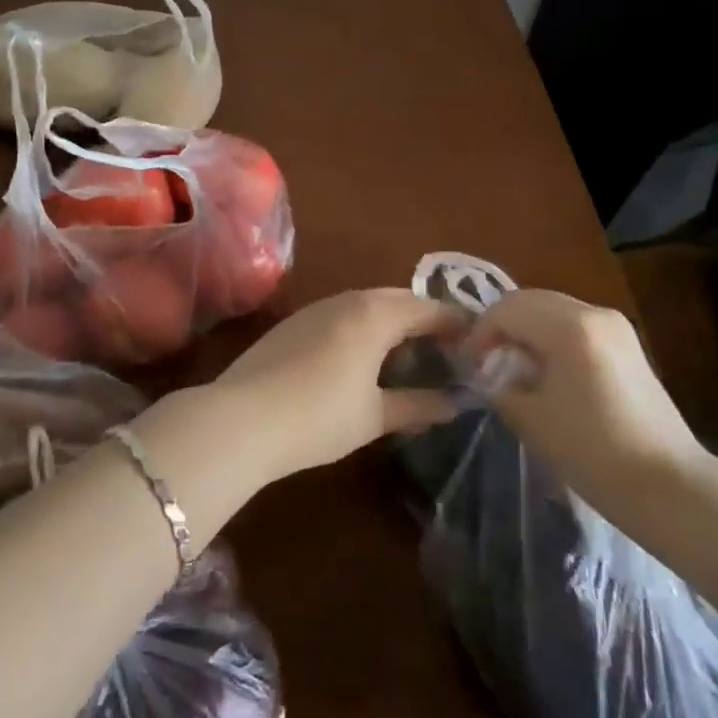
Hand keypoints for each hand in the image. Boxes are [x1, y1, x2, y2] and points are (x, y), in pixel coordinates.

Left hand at [213, 288, 462, 480]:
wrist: (241, 418)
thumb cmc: (319, 417)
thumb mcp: (374, 416)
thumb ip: (417, 405)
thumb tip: (455, 403)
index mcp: (375, 315)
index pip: (427, 309)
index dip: (455, 323)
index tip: (476, 339)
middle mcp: (348, 300)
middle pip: (398, 298)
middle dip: (425, 316)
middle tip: (445, 345)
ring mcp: (317, 308)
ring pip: (367, 302)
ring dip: (393, 319)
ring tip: (409, 351)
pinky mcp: (294, 322)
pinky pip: (343, 312)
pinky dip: (365, 325)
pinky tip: (363, 355)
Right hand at [466, 289, 706, 506]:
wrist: (670, 486)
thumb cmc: (593, 452)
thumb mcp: (531, 418)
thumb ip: (500, 385)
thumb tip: (489, 373)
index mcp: (570, 326)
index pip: (507, 309)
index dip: (480, 333)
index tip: (468, 365)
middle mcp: (594, 312)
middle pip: (531, 301)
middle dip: (501, 326)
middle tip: (484, 361)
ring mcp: (616, 326)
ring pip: (553, 310)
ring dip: (526, 330)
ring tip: (511, 367)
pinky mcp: (627, 345)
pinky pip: (575, 325)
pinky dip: (550, 337)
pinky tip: (544, 371)